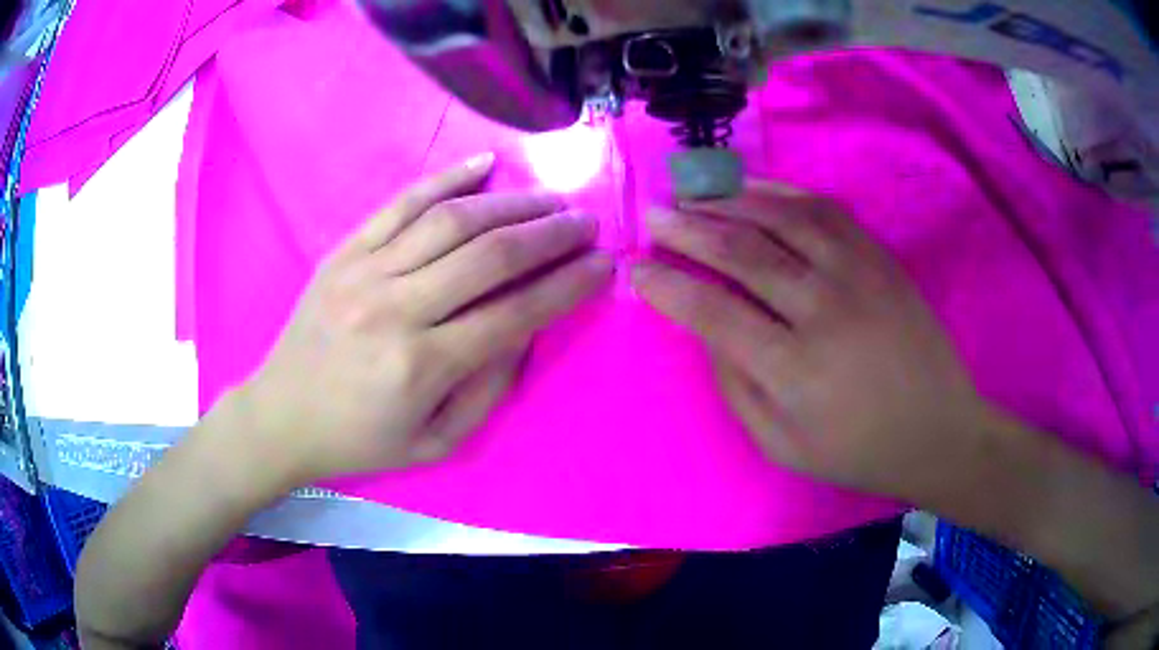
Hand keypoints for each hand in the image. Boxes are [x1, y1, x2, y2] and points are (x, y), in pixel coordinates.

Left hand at [241, 154, 612, 485]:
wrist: (281, 416)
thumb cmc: (360, 440)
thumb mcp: (436, 442)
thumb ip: (490, 387)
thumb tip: (527, 328)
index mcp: (421, 367)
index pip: (515, 313)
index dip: (567, 286)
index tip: (603, 265)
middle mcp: (396, 309)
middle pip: (490, 255)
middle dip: (550, 235)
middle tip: (585, 224)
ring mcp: (365, 272)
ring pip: (451, 220)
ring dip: (511, 204)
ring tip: (549, 200)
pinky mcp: (344, 251)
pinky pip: (401, 203)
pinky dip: (447, 178)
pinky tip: (485, 165)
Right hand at [633, 181, 987, 499]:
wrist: (938, 431)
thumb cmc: (858, 451)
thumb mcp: (782, 445)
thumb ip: (736, 386)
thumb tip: (706, 328)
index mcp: (793, 368)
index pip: (712, 311)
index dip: (667, 287)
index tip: (637, 271)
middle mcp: (823, 308)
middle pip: (741, 250)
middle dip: (687, 229)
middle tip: (654, 216)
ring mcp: (856, 273)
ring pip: (779, 216)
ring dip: (727, 200)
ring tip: (693, 195)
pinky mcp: (878, 256)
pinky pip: (822, 208)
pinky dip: (779, 191)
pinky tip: (751, 189)